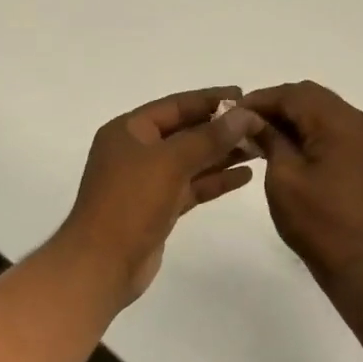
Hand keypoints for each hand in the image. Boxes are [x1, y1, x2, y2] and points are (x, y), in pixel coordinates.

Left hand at [53, 88, 265, 305]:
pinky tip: (245, 175)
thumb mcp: (171, 162)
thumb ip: (209, 137)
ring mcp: (147, 181)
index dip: (210, 99)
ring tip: (260, 147)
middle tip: (259, 125)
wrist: (102, 265)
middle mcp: (136, 151)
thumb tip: (245, 115)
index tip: (244, 96)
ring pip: (191, 160)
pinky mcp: (158, 208)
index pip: (176, 105)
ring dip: (223, 154)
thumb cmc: (130, 202)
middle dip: (221, 128)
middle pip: (185, 132)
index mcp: (129, 130)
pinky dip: (215, 180)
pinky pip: (192, 186)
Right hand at [244, 81, 362, 288]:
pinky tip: (289, 150)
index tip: (231, 114)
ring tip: (262, 138)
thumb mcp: (284, 178)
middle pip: (312, 98)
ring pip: (325, 113)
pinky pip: (337, 131)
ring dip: (294, 119)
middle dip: (277, 107)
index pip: (294, 94)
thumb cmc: (321, 223)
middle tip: (245, 125)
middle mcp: (361, 121)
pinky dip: (312, 133)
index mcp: (341, 122)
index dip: (260, 100)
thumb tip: (252, 119)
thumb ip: (269, 139)